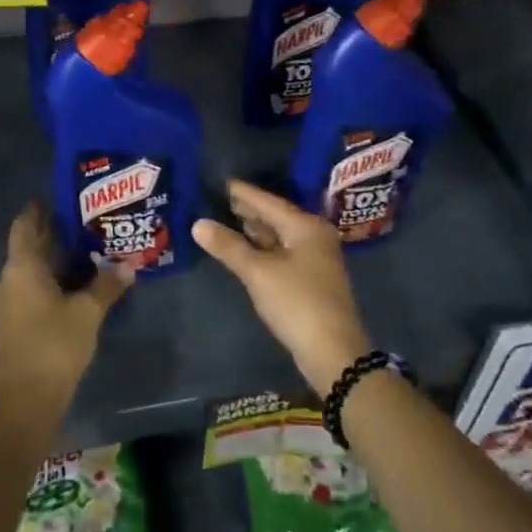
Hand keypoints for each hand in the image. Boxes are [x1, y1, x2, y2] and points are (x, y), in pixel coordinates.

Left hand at [0, 203, 130, 407]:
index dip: (41, 208)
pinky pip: (31, 288)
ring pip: (31, 269)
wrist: (26, 401)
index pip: (26, 224)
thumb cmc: (55, 346)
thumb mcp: (88, 312)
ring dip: (55, 259)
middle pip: (29, 245)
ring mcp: (7, 302)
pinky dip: (51, 280)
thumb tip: (129, 263)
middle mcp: (9, 278)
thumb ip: (108, 284)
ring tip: (89, 251)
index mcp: (21, 267)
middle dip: (55, 233)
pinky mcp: (13, 322)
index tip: (64, 197)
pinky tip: (76, 285)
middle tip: (88, 221)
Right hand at [193, 180, 371, 395]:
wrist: (333, 351)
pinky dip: (263, 248)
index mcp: (306, 226)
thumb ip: (229, 246)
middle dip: (248, 210)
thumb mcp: (258, 273)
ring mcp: (315, 259)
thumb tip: (198, 223)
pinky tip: (245, 249)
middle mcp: (314, 236)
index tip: (221, 181)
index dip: (243, 192)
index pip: (268, 201)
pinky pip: (282, 252)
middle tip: (218, 199)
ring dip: (255, 230)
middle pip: (276, 216)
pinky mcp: (311, 279)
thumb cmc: (296, 303)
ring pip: (279, 236)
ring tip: (226, 219)